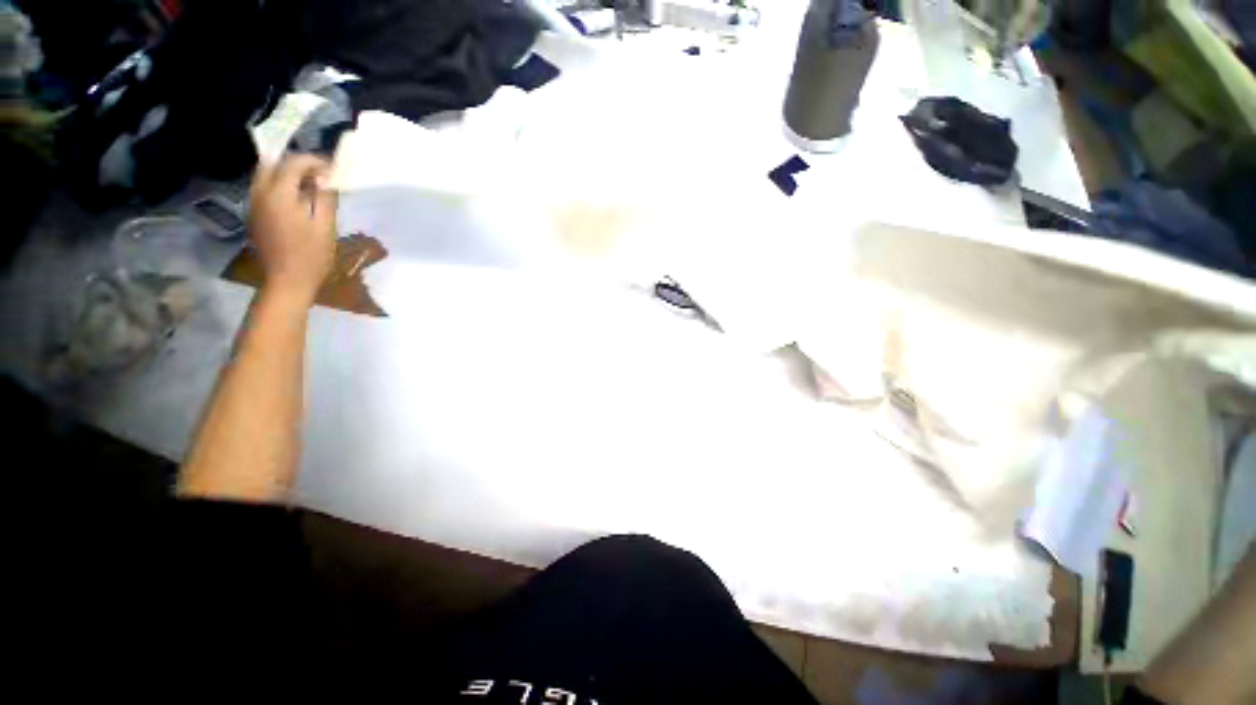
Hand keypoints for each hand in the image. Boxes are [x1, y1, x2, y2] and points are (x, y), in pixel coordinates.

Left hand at [248, 154, 337, 305]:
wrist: (287, 280)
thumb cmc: (312, 255)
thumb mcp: (325, 225)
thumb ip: (324, 197)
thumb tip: (325, 180)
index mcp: (280, 194)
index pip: (294, 163)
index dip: (314, 161)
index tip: (332, 169)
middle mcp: (261, 193)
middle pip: (273, 164)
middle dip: (296, 164)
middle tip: (319, 175)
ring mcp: (254, 203)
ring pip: (266, 175)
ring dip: (287, 174)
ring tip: (310, 186)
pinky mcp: (254, 214)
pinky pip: (264, 189)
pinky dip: (280, 186)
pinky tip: (297, 199)